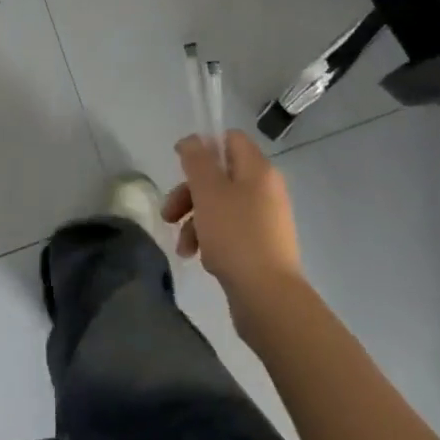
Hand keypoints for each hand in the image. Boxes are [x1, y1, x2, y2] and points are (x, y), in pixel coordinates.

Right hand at [163, 132, 304, 340]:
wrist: (269, 300)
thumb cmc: (236, 236)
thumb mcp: (209, 191)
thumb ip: (197, 160)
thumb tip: (192, 141)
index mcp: (258, 170)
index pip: (230, 139)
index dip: (203, 147)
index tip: (180, 165)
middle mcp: (266, 190)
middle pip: (220, 176)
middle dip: (190, 193)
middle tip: (169, 214)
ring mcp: (265, 221)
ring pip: (221, 207)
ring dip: (195, 221)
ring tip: (184, 247)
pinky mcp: (262, 248)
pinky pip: (230, 232)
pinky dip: (211, 240)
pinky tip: (200, 259)